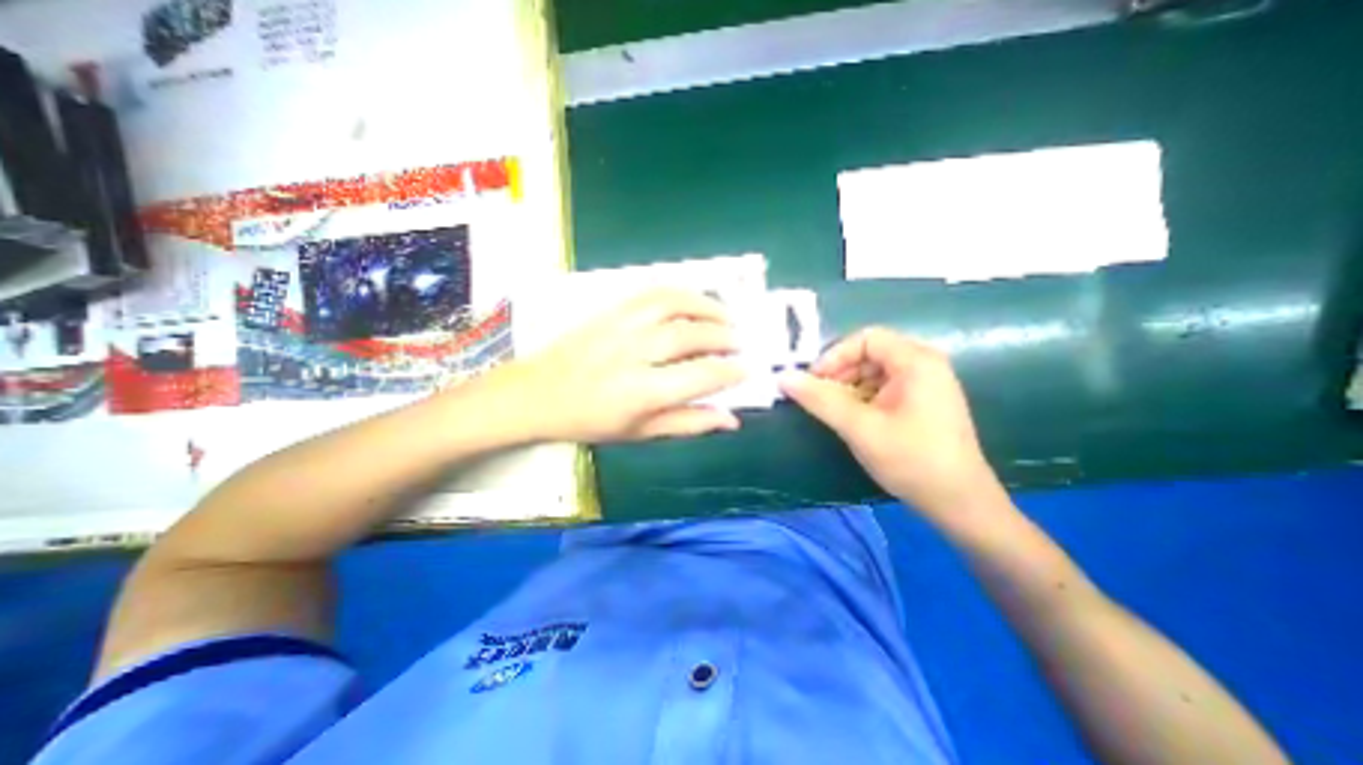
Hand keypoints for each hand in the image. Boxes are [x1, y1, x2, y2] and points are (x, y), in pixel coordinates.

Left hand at [498, 287, 744, 442]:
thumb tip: (731, 419)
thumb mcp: (640, 433)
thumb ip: (688, 423)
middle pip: (691, 335)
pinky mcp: (610, 310)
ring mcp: (620, 326)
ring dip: (708, 306)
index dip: (731, 371)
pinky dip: (681, 293)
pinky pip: (652, 292)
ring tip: (727, 315)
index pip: (701, 375)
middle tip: (741, 342)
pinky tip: (695, 300)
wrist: (537, 393)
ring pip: (674, 304)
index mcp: (642, 392)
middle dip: (725, 336)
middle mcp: (634, 353)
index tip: (748, 369)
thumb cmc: (590, 421)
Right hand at [782, 327, 997, 516]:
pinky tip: (853, 420)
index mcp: (916, 361)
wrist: (960, 504)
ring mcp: (925, 384)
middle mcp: (924, 364)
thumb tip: (783, 377)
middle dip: (839, 373)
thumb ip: (820, 399)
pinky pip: (883, 388)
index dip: (834, 356)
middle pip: (869, 353)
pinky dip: (862, 398)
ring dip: (848, 387)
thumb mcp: (860, 428)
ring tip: (833, 412)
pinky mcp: (921, 402)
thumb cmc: (912, 460)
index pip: (865, 338)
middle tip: (818, 398)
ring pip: (874, 372)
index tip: (813, 382)